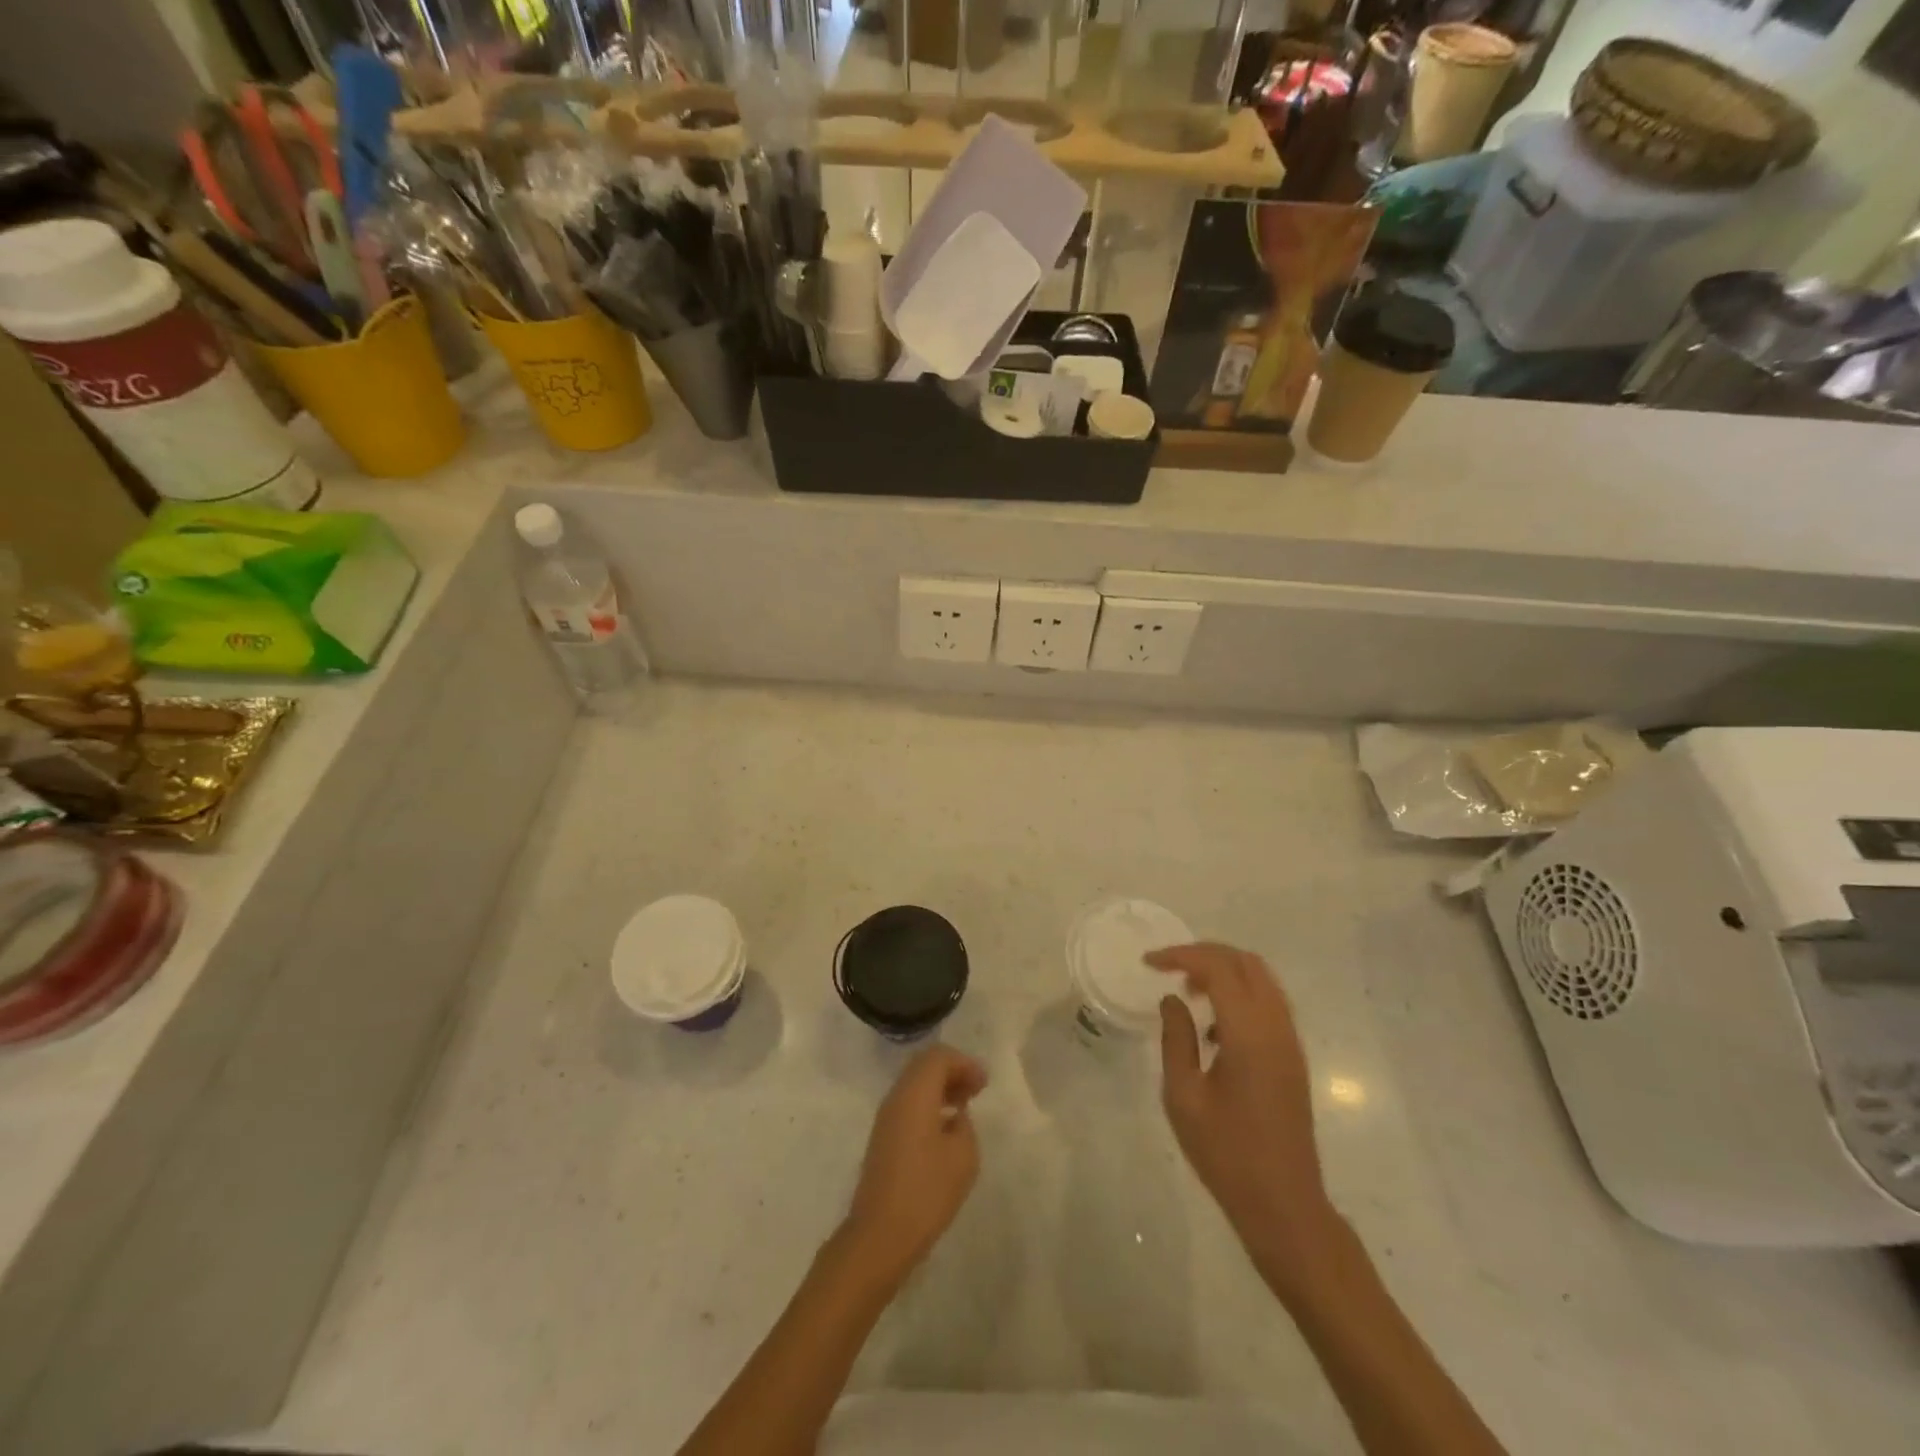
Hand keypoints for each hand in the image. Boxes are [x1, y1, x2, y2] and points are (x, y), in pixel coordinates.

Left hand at [842, 1045, 986, 1289]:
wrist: (880, 1235)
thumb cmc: (926, 1191)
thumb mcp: (963, 1156)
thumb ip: (964, 1125)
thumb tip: (955, 1116)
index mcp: (914, 1094)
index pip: (938, 1057)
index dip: (964, 1063)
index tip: (983, 1083)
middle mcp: (896, 1098)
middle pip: (923, 1066)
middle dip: (952, 1071)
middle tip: (976, 1089)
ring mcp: (885, 1118)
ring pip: (914, 1085)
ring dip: (940, 1088)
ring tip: (964, 1107)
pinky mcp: (882, 1139)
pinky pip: (908, 1105)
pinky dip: (929, 1105)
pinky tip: (945, 1128)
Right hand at [1152, 943, 1341, 1288]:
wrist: (1284, 1204)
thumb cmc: (1226, 1154)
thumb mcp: (1184, 1097)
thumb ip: (1176, 1039)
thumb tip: (1172, 999)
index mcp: (1249, 1035)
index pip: (1218, 968)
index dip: (1181, 955)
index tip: (1149, 962)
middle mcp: (1276, 1028)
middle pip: (1245, 962)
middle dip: (1204, 954)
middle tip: (1168, 967)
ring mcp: (1290, 1041)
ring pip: (1261, 979)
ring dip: (1224, 972)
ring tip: (1188, 991)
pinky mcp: (1293, 1057)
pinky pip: (1268, 1002)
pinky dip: (1240, 993)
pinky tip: (1213, 1026)